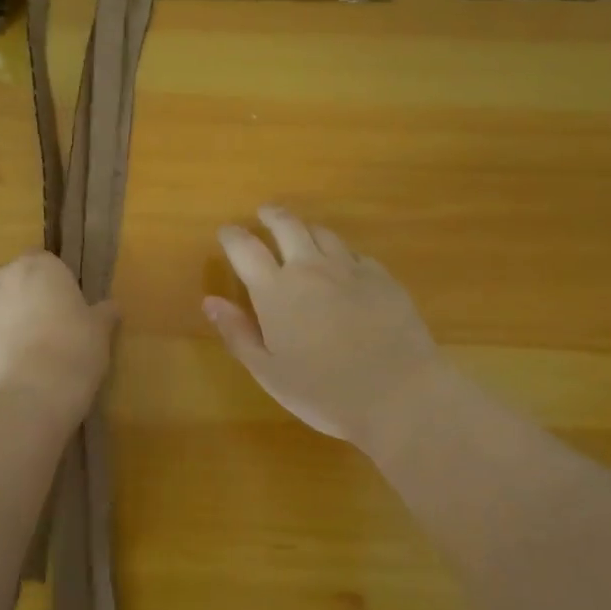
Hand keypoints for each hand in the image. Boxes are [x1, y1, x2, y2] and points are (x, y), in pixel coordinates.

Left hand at [0, 251, 118, 421]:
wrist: (30, 396)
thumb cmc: (74, 352)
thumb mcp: (100, 331)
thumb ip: (103, 313)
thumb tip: (111, 306)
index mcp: (40, 266)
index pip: (43, 259)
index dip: (52, 280)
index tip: (64, 303)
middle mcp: (3, 278)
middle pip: (10, 277)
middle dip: (22, 294)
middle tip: (43, 323)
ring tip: (16, 342)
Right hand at [206, 205, 451, 447]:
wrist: (400, 396)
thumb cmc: (324, 393)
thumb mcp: (269, 372)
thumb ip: (237, 333)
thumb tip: (210, 301)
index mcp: (275, 290)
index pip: (245, 248)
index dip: (232, 236)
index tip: (226, 232)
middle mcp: (310, 268)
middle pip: (286, 224)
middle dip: (271, 215)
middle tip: (263, 213)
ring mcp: (350, 269)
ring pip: (323, 233)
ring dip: (306, 229)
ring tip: (301, 234)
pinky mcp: (382, 277)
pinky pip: (355, 253)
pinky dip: (341, 253)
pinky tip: (343, 265)